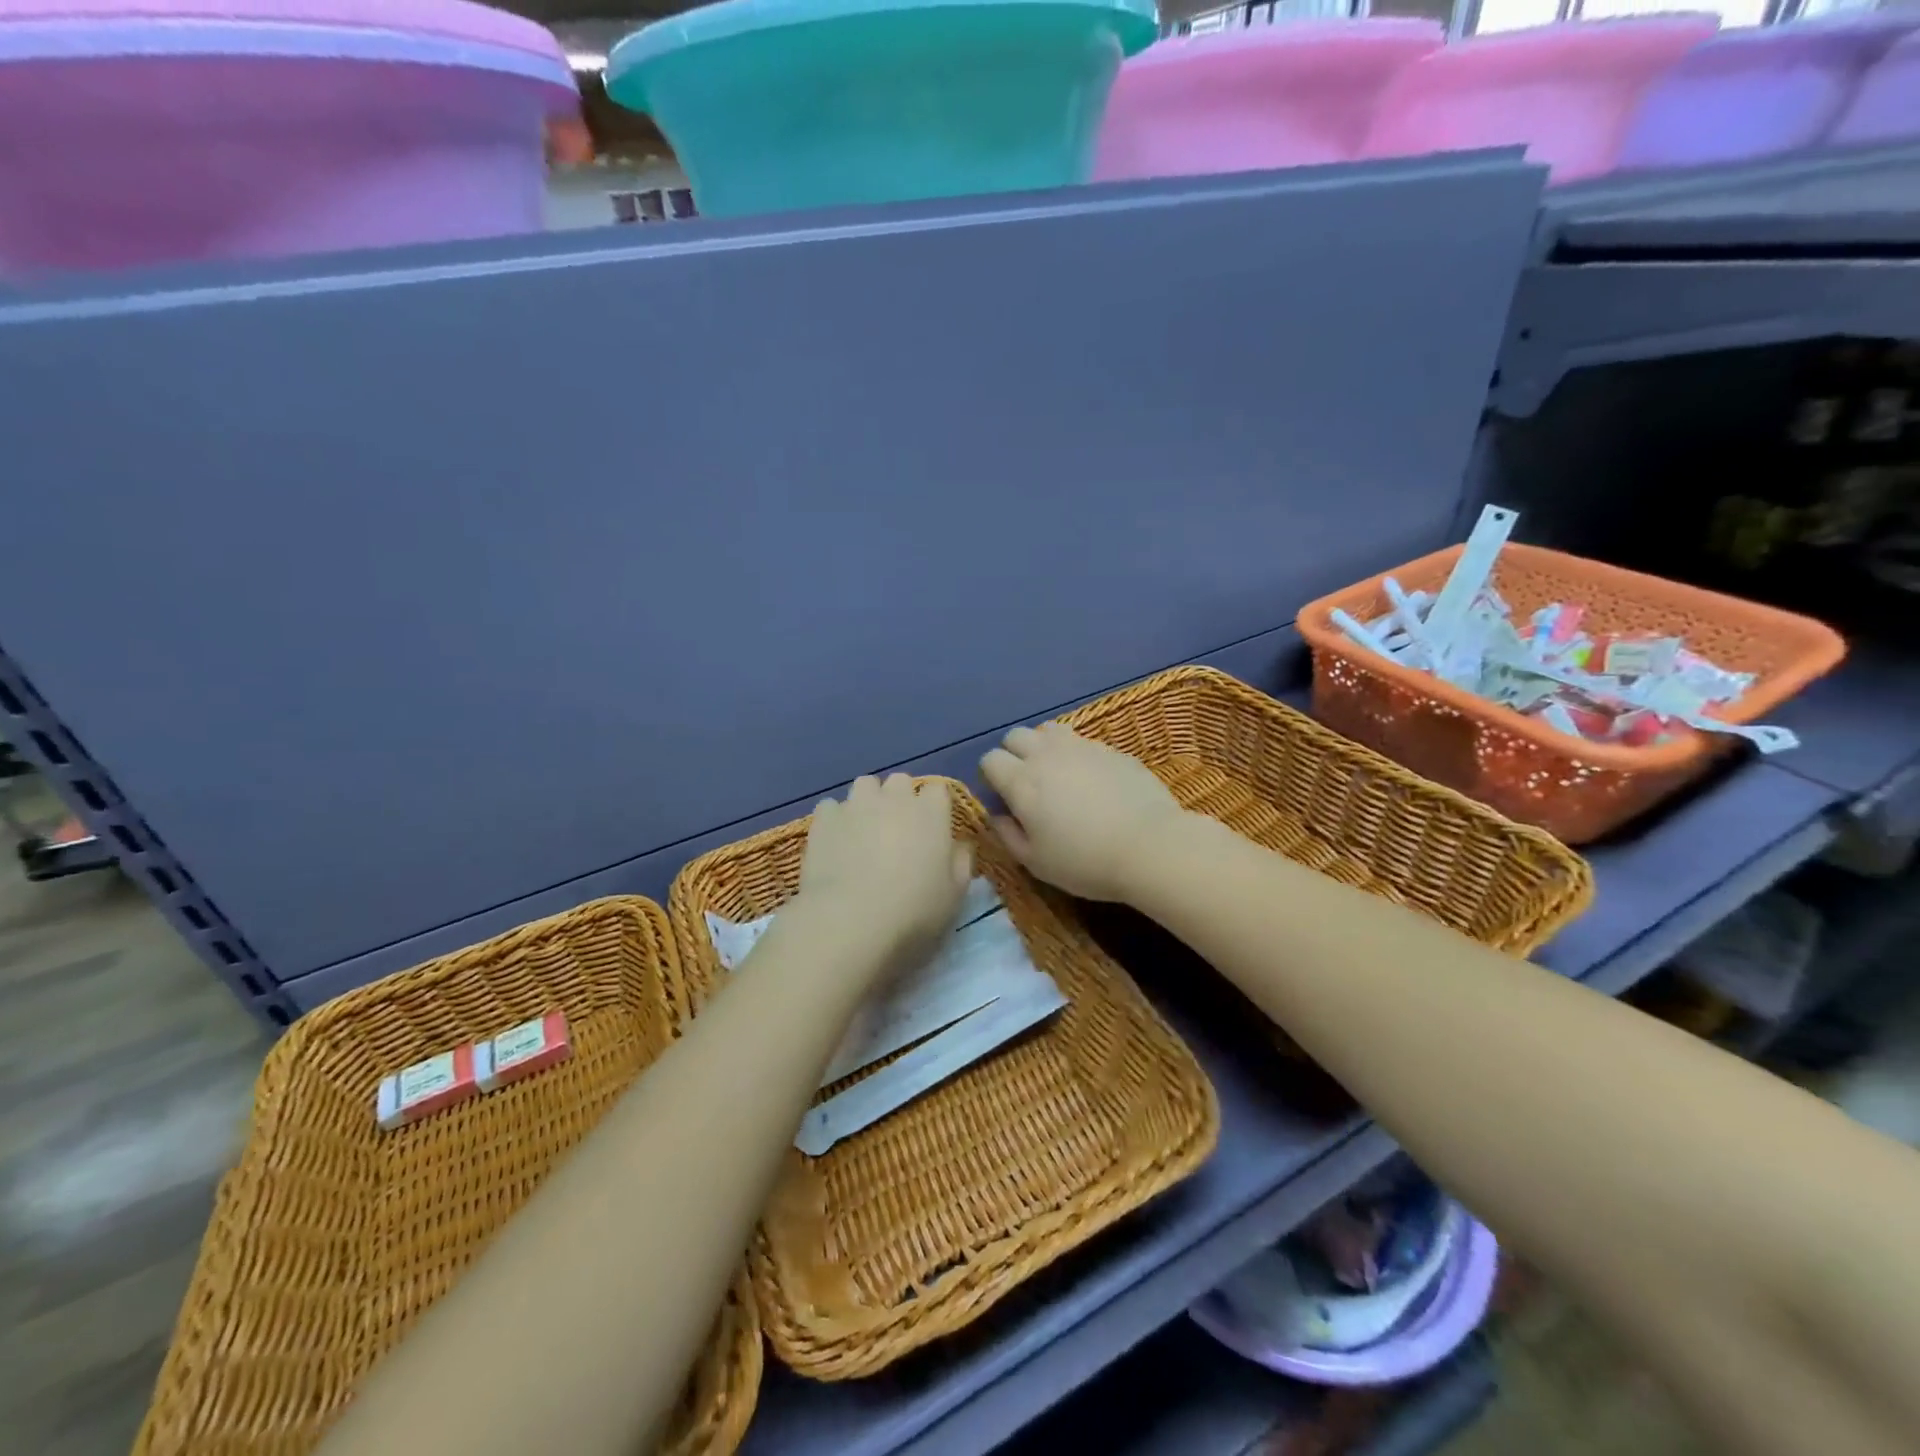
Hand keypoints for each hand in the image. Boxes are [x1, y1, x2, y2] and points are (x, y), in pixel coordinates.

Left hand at [797, 775, 972, 969]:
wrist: (850, 920)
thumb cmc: (913, 911)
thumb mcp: (954, 895)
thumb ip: (961, 863)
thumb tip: (960, 846)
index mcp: (931, 813)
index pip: (938, 790)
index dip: (935, 806)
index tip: (933, 828)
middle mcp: (894, 798)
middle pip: (900, 781)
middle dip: (900, 798)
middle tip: (898, 829)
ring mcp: (856, 804)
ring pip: (864, 785)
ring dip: (868, 801)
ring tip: (864, 830)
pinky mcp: (824, 818)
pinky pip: (831, 807)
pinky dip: (836, 819)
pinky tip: (835, 842)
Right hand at [980, 724, 1186, 902]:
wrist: (1150, 846)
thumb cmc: (1084, 861)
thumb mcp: (1036, 862)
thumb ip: (1008, 835)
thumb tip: (998, 815)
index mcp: (1022, 781)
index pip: (990, 759)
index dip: (991, 777)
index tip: (1002, 797)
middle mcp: (1046, 755)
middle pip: (1015, 736)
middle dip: (1013, 754)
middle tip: (1026, 783)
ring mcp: (1082, 747)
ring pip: (1048, 730)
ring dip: (1043, 746)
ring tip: (1056, 773)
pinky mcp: (1111, 749)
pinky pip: (1082, 741)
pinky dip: (1076, 754)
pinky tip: (1091, 780)